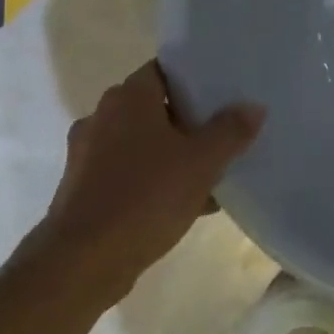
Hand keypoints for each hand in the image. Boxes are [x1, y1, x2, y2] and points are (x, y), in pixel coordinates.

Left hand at [12, 63, 263, 315]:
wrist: (81, 264)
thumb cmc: (145, 197)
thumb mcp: (203, 162)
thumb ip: (231, 130)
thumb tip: (253, 107)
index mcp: (128, 99)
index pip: (164, 70)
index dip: (194, 77)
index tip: (223, 88)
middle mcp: (102, 118)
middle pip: (155, 107)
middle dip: (189, 119)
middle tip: (225, 129)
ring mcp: (88, 155)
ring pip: (143, 143)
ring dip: (174, 153)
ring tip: (212, 170)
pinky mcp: (84, 190)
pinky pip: (130, 173)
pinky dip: (156, 180)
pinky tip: (188, 203)